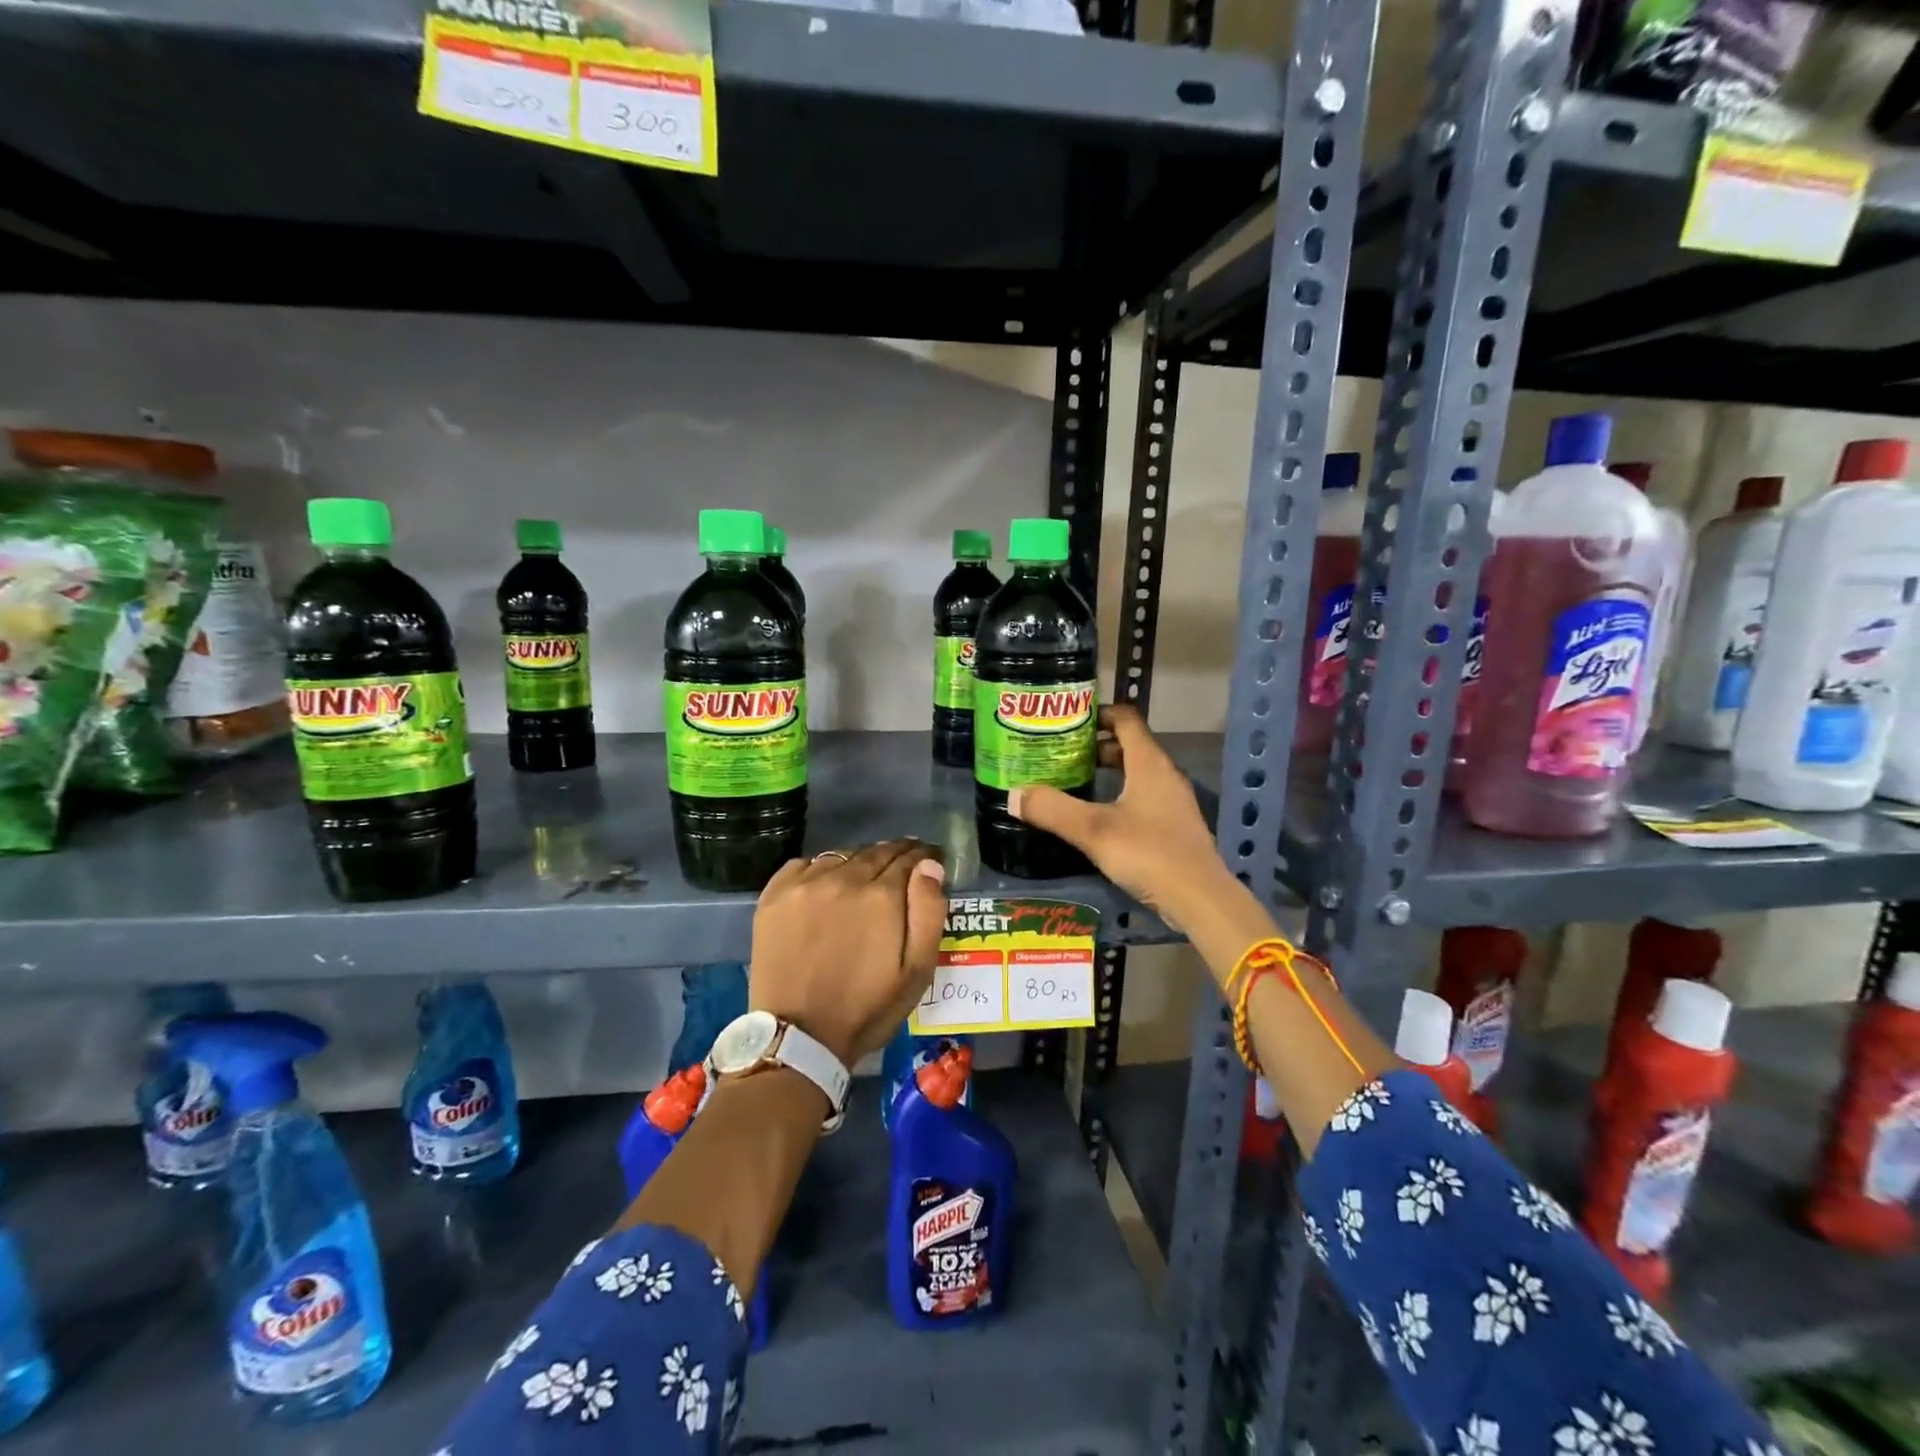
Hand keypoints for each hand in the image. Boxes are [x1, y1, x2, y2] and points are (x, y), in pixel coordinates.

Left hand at [748, 840, 947, 1068]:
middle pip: (876, 852)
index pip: (909, 859)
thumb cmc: (866, 1008)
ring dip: (859, 862)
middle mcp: (843, 878)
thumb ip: (928, 912)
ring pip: (842, 856)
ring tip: (865, 878)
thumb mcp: (916, 971)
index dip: (924, 857)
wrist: (798, 1037)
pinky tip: (826, 886)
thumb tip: (929, 866)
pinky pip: (805, 865)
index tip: (930, 859)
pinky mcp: (775, 894)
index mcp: (882, 895)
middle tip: (903, 866)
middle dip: (895, 855)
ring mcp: (805, 884)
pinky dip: (822, 870)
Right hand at [1008, 705, 1227, 931]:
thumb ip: (1053, 810)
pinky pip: (1143, 796)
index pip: (1125, 718)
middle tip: (1061, 754)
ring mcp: (1173, 800)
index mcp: (1149, 762)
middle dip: (1095, 745)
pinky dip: (1119, 794)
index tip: (1067, 721)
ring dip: (1108, 771)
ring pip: (1136, 772)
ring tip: (1073, 782)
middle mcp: (1164, 774)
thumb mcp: (1093, 831)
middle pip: (1129, 745)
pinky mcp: (1174, 825)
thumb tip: (1014, 794)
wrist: (1200, 899)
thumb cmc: (1148, 853)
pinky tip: (1099, 816)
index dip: (1097, 713)